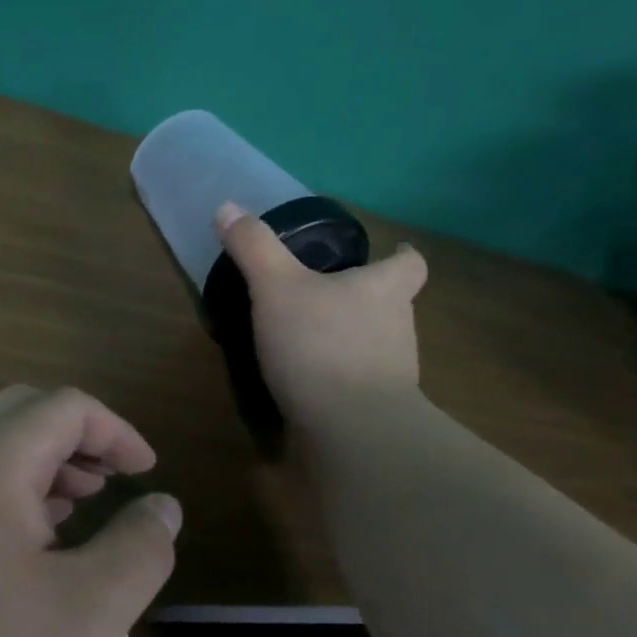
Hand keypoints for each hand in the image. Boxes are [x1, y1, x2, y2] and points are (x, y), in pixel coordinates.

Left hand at [0, 385, 180, 636]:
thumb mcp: (88, 615)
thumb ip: (140, 549)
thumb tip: (162, 504)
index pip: (65, 407)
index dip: (116, 431)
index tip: (146, 472)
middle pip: (17, 413)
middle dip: (72, 440)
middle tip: (105, 487)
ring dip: (32, 464)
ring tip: (67, 515)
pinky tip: (8, 552)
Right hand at [214, 201, 428, 427]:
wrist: (351, 429)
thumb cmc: (320, 345)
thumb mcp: (276, 287)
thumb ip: (254, 248)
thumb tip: (227, 207)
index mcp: (385, 288)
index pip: (409, 263)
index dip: (400, 254)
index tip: (388, 252)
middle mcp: (398, 326)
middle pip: (391, 302)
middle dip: (362, 298)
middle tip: (323, 295)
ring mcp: (392, 372)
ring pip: (374, 343)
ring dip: (348, 338)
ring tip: (307, 339)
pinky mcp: (376, 407)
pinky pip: (357, 381)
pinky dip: (337, 377)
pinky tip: (306, 382)